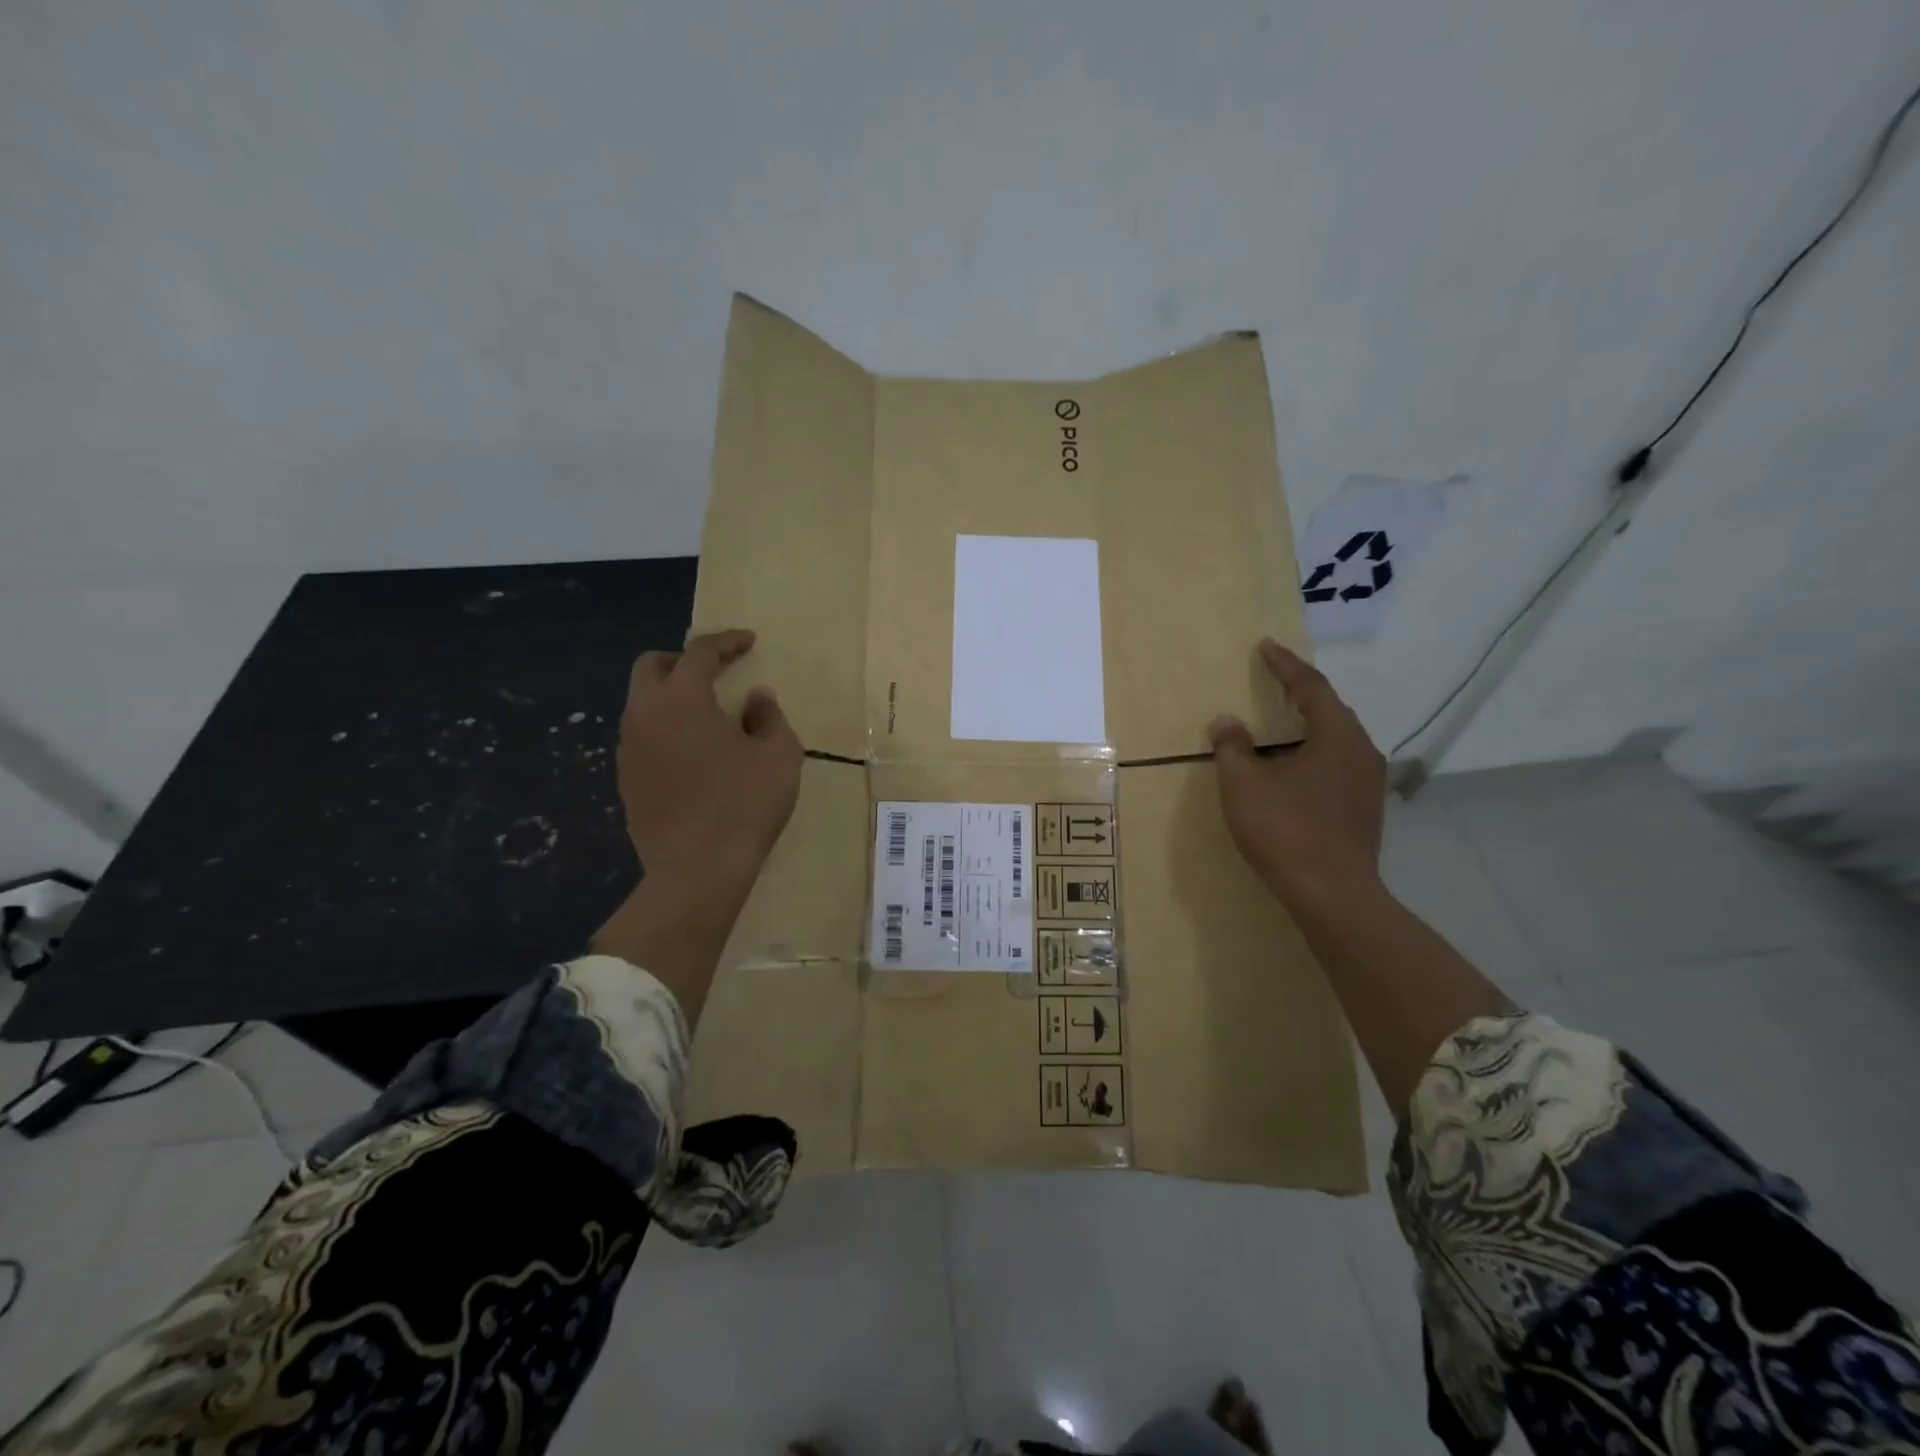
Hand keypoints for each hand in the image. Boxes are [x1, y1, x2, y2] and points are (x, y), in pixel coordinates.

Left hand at [613, 628, 801, 881]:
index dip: (727, 642)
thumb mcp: (779, 754)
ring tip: (706, 717)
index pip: (700, 651)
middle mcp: (644, 714)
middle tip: (715, 672)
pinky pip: (642, 738)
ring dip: (672, 698)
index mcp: (682, 697)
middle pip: (652, 666)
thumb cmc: (745, 802)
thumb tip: (755, 699)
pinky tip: (692, 755)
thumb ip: (768, 716)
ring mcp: (628, 749)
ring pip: (642, 704)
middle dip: (683, 661)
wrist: (698, 868)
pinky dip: (665, 731)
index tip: (749, 642)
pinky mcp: (626, 780)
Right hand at [1208, 639, 1386, 912]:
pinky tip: (1295, 768)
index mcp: (1335, 735)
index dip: (1284, 665)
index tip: (1266, 646)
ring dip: (1309, 726)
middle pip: (1330, 710)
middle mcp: (1361, 751)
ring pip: (1337, 740)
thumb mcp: (1244, 784)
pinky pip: (1338, 765)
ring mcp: (1368, 783)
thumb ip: (1233, 747)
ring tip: (1283, 723)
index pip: (1310, 687)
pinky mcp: (1365, 810)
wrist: (1332, 895)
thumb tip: (1227, 722)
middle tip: (1275, 678)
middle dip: (1301, 692)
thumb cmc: (1285, 829)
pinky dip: (1314, 754)